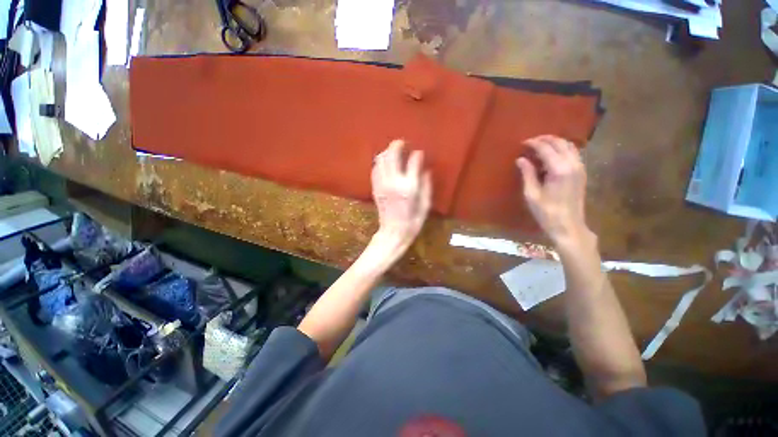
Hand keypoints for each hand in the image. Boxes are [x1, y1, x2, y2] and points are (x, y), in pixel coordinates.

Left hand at [371, 139, 431, 250]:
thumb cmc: (413, 221)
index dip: (417, 155)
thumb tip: (426, 171)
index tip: (419, 153)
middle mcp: (394, 182)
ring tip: (393, 153)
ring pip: (380, 160)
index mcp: (409, 187)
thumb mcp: (425, 205)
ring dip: (386, 153)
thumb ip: (426, 186)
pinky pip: (375, 170)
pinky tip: (385, 165)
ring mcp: (382, 184)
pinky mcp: (375, 188)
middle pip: (392, 155)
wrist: (393, 232)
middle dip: (397, 145)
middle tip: (402, 143)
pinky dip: (379, 164)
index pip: (413, 162)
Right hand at [516, 135, 592, 247]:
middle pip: (560, 143)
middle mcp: (573, 164)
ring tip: (540, 146)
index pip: (546, 148)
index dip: (533, 143)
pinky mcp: (581, 173)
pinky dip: (562, 149)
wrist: (568, 226)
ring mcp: (580, 168)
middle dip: (545, 139)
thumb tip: (521, 159)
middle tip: (530, 142)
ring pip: (569, 146)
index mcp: (559, 170)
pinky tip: (551, 156)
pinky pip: (573, 153)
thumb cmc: (546, 212)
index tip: (522, 143)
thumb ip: (527, 174)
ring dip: (555, 143)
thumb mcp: (531, 194)